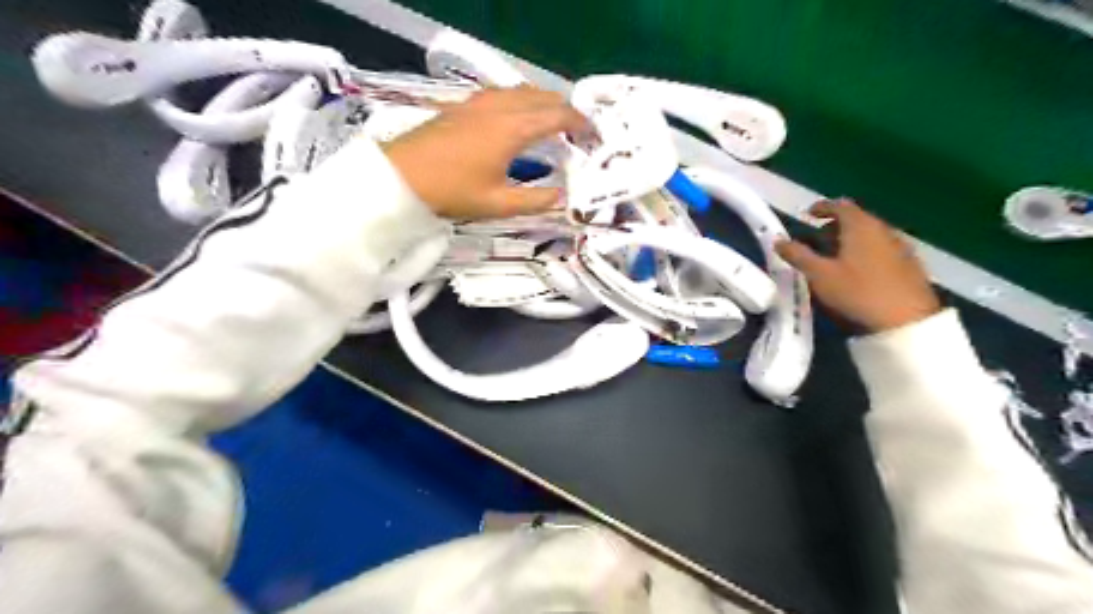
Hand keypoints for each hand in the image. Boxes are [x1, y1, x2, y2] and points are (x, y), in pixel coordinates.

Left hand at [384, 84, 588, 220]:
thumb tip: (561, 197)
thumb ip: (534, 200)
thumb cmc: (452, 191)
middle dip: (566, 110)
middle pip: (542, 97)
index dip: (580, 123)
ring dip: (544, 102)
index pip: (557, 116)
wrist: (402, 176)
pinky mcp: (465, 105)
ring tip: (554, 122)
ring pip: (522, 91)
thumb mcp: (498, 204)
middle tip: (578, 130)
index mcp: (512, 129)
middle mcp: (500, 108)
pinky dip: (522, 101)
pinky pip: (504, 93)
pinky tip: (518, 117)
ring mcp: (480, 103)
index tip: (594, 134)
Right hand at [777, 199, 938, 333]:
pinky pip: (880, 249)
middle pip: (856, 219)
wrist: (907, 321)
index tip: (807, 215)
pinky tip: (856, 272)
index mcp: (860, 226)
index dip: (821, 207)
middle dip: (833, 227)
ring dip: (849, 241)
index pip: (840, 205)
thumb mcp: (819, 275)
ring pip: (869, 235)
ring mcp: (900, 246)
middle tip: (815, 241)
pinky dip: (864, 252)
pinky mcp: (909, 265)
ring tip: (833, 259)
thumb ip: (798, 255)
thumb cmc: (857, 292)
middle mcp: (883, 229)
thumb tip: (778, 241)